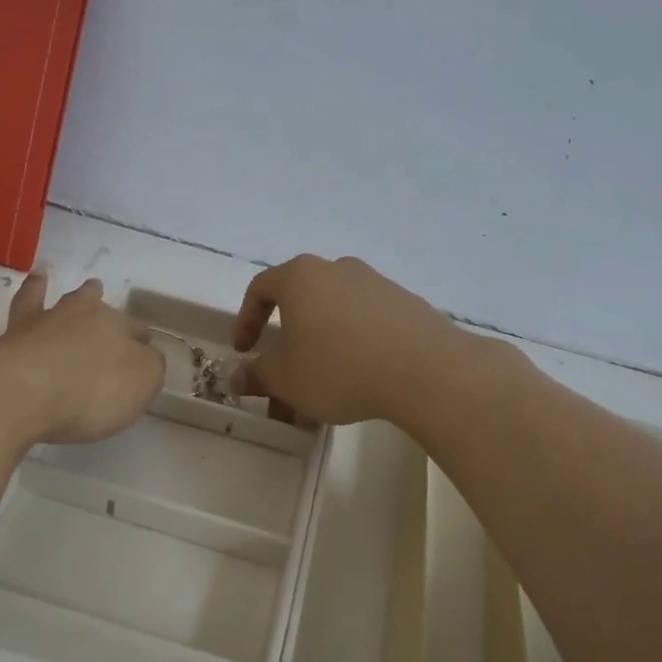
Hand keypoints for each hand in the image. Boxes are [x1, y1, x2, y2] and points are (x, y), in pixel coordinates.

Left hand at [0, 274, 164, 444]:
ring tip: (38, 278)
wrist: (21, 395)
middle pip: (82, 302)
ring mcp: (25, 331)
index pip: (132, 327)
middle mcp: (66, 318)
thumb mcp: (142, 381)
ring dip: (36, 291)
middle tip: (93, 286)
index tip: (143, 340)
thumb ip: (149, 367)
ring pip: (32, 303)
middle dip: (90, 296)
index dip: (139, 334)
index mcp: (108, 325)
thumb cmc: (91, 390)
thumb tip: (146, 356)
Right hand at [230, 255, 464, 424]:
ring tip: (319, 392)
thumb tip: (237, 376)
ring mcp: (375, 284)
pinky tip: (356, 381)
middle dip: (285, 345)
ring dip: (318, 351)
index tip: (243, 351)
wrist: (424, 370)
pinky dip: (351, 348)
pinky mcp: (405, 304)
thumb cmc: (339, 367)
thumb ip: (257, 375)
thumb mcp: (286, 379)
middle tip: (281, 379)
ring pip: (333, 317)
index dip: (245, 321)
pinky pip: (364, 324)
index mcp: (301, 276)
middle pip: (299, 304)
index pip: (260, 289)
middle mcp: (337, 269)